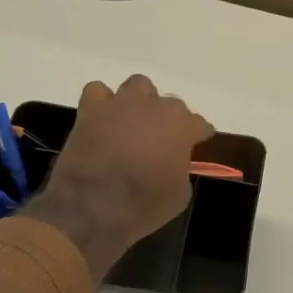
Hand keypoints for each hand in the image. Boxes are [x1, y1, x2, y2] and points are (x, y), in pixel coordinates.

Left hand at [22, 75, 212, 279]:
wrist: (92, 207)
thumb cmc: (143, 204)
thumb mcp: (179, 195)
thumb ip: (181, 169)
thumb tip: (173, 164)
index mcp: (182, 126)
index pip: (200, 124)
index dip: (198, 136)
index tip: (195, 147)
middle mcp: (155, 106)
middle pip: (171, 104)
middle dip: (169, 120)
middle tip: (161, 142)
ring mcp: (122, 104)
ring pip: (138, 85)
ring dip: (140, 101)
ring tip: (134, 122)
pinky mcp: (91, 110)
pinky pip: (98, 92)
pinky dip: (102, 103)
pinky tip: (103, 119)